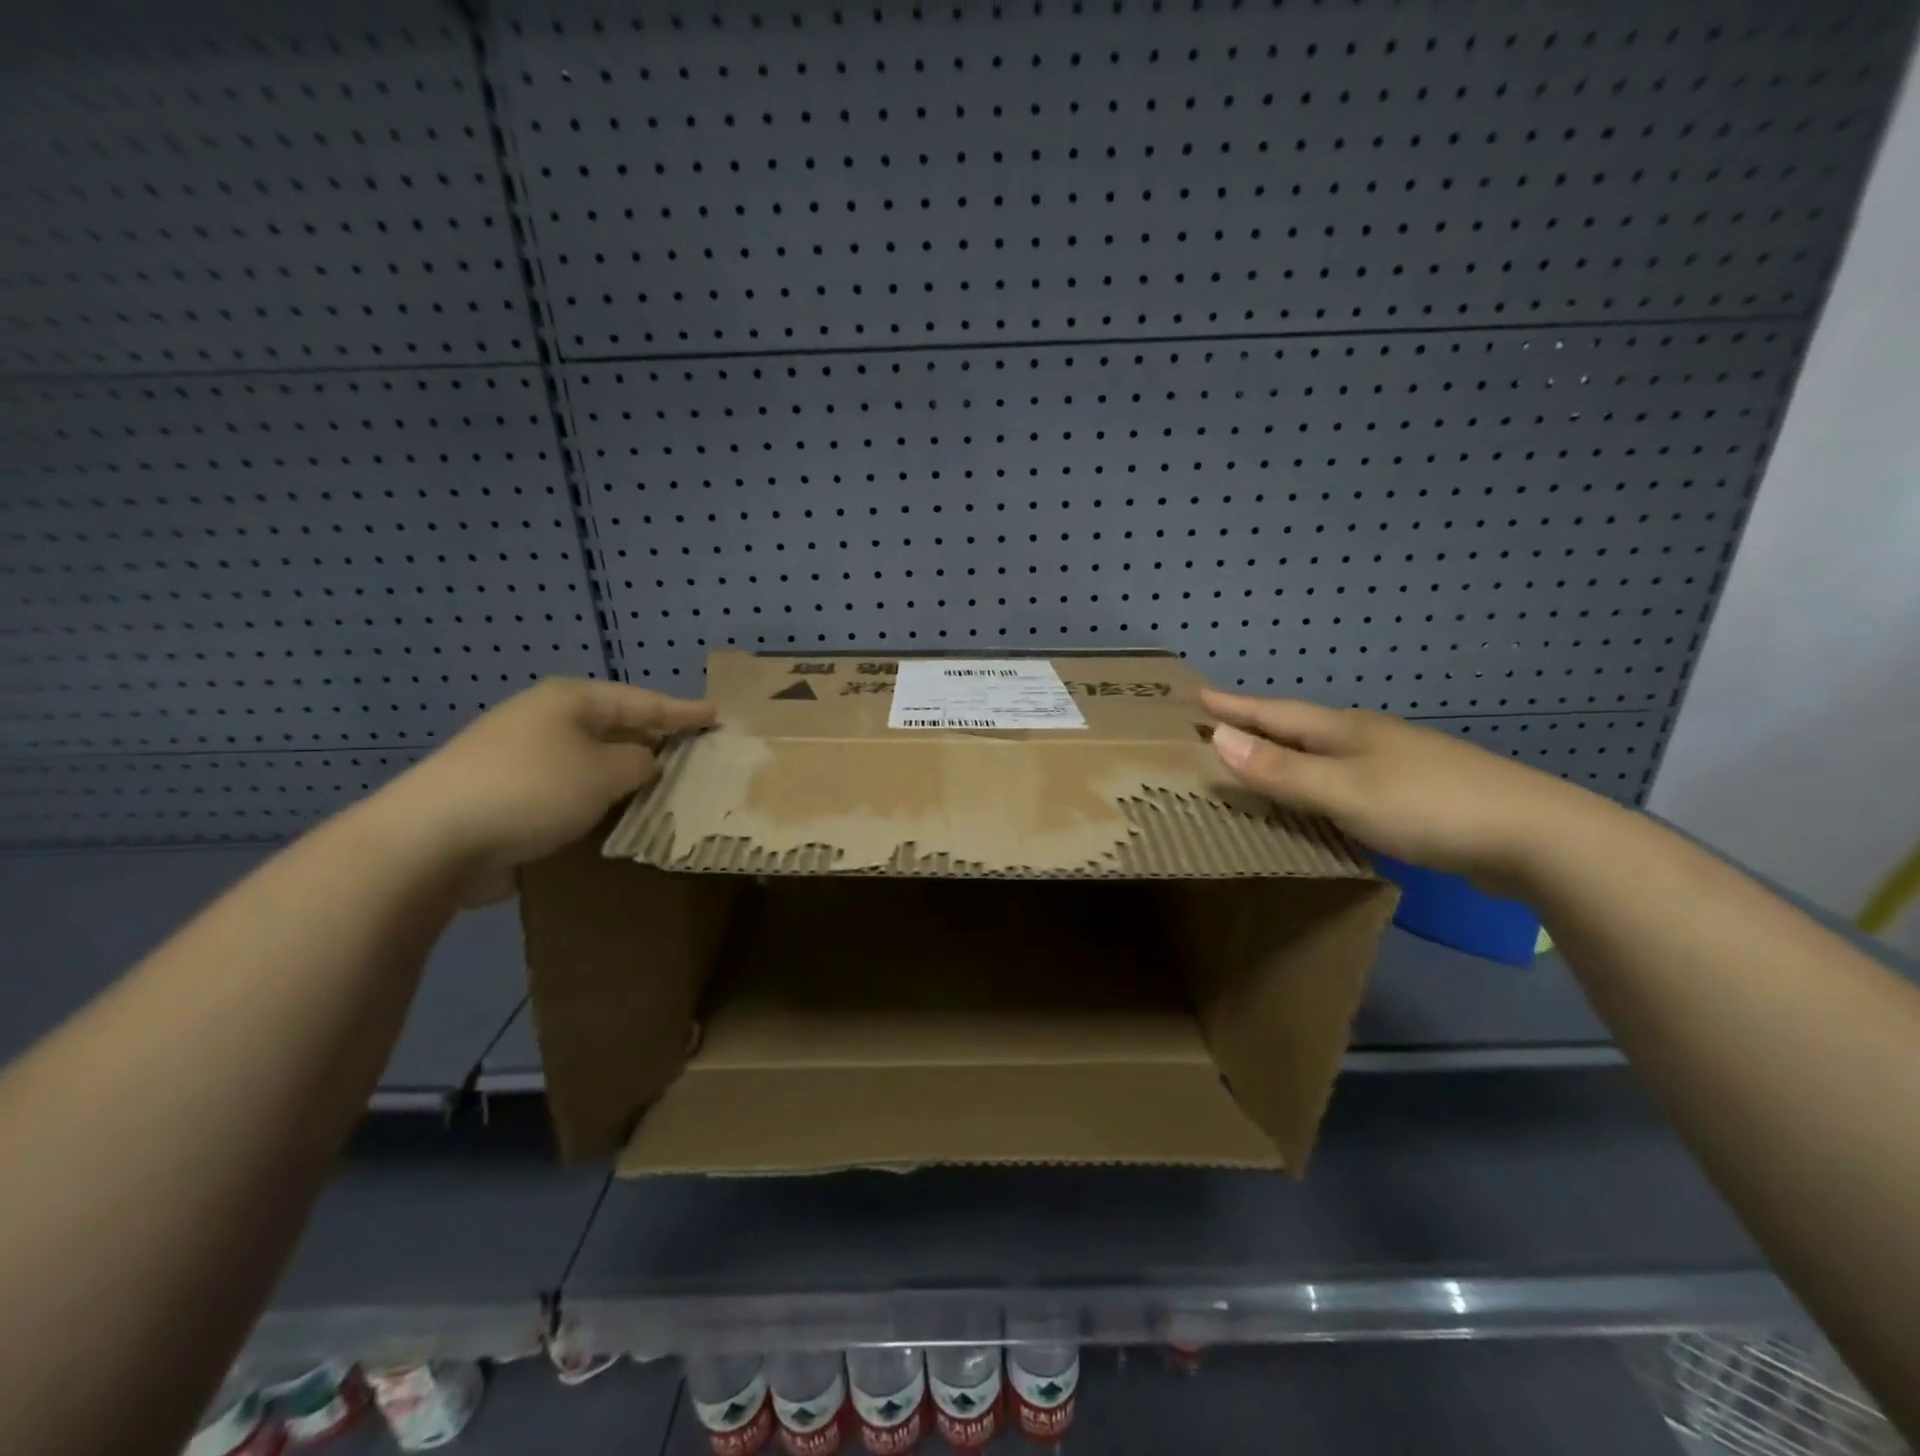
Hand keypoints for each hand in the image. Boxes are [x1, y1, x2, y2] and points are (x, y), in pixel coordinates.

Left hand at [380, 678, 712, 900]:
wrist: (433, 840)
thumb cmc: (532, 790)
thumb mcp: (604, 773)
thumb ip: (639, 763)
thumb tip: (646, 762)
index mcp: (569, 701)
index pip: (642, 701)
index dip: (682, 711)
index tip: (716, 716)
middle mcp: (545, 720)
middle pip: (615, 727)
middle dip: (655, 740)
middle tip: (695, 753)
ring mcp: (522, 757)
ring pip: (592, 760)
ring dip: (626, 774)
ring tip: (666, 786)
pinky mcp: (508, 794)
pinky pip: (570, 789)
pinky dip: (598, 798)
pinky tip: (619, 815)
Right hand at [1200, 689, 1601, 891]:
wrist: (1536, 835)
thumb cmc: (1427, 806)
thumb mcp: (1343, 791)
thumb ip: (1281, 771)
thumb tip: (1217, 738)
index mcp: (1346, 731)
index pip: (1275, 713)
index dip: (1235, 706)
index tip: (1197, 695)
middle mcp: (1368, 738)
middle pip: (1300, 727)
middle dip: (1258, 724)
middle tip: (1220, 725)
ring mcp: (1398, 763)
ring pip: (1327, 752)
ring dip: (1289, 753)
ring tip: (1261, 759)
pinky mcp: (1419, 793)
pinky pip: (1349, 778)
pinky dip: (1320, 782)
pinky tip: (1323, 798)